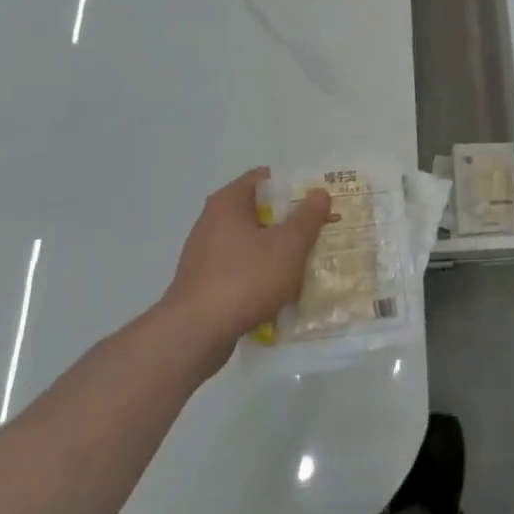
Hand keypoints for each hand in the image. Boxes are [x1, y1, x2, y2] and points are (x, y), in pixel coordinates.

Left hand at [161, 168, 332, 368]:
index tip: (317, 201)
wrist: (194, 335)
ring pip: (251, 243)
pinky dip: (260, 275)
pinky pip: (240, 270)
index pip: (265, 178)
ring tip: (305, 265)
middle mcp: (212, 221)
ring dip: (276, 252)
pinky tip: (280, 293)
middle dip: (289, 222)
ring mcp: (205, 254)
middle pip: (259, 212)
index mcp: (228, 202)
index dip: (294, 186)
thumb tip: (319, 193)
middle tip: (318, 232)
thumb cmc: (245, 279)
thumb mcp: (288, 245)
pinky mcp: (203, 284)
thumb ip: (308, 216)